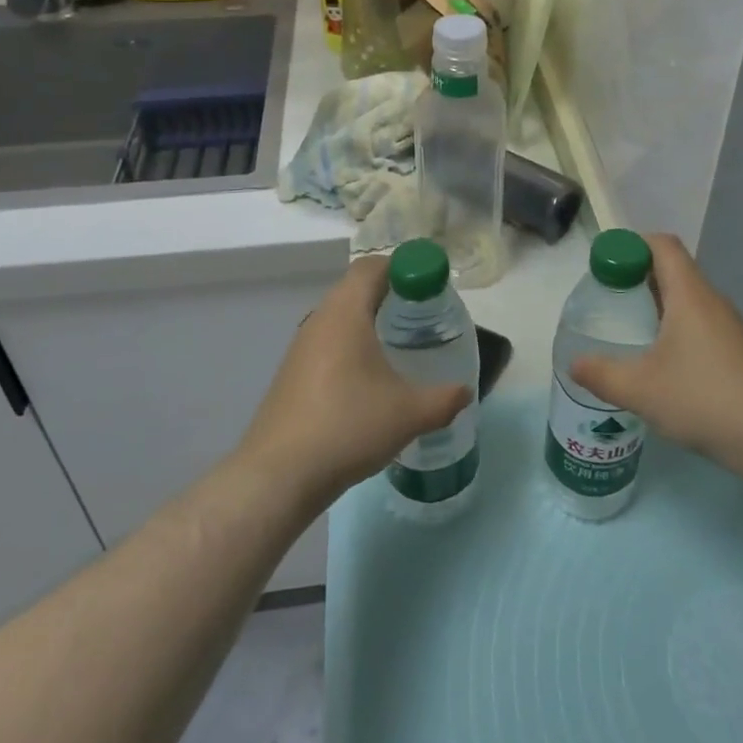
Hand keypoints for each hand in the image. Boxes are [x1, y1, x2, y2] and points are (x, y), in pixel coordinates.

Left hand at [239, 257, 471, 509]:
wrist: (278, 475)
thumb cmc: (348, 427)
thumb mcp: (409, 414)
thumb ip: (444, 399)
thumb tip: (465, 392)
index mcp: (345, 313)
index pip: (372, 267)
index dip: (402, 266)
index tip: (429, 283)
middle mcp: (319, 320)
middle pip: (355, 288)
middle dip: (389, 293)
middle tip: (421, 312)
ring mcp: (300, 348)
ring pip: (339, 317)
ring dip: (368, 320)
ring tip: (398, 344)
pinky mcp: (291, 374)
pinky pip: (327, 343)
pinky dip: (351, 345)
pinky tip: (368, 378)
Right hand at [570, 233, 742, 475]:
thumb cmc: (705, 399)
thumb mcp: (641, 389)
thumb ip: (601, 374)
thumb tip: (573, 363)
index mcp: (689, 294)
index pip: (662, 245)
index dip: (631, 246)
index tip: (605, 267)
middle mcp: (711, 301)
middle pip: (672, 270)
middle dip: (636, 277)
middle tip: (607, 300)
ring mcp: (728, 327)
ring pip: (685, 299)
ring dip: (655, 305)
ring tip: (627, 331)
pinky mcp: (736, 351)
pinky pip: (698, 323)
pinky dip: (673, 328)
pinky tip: (659, 362)